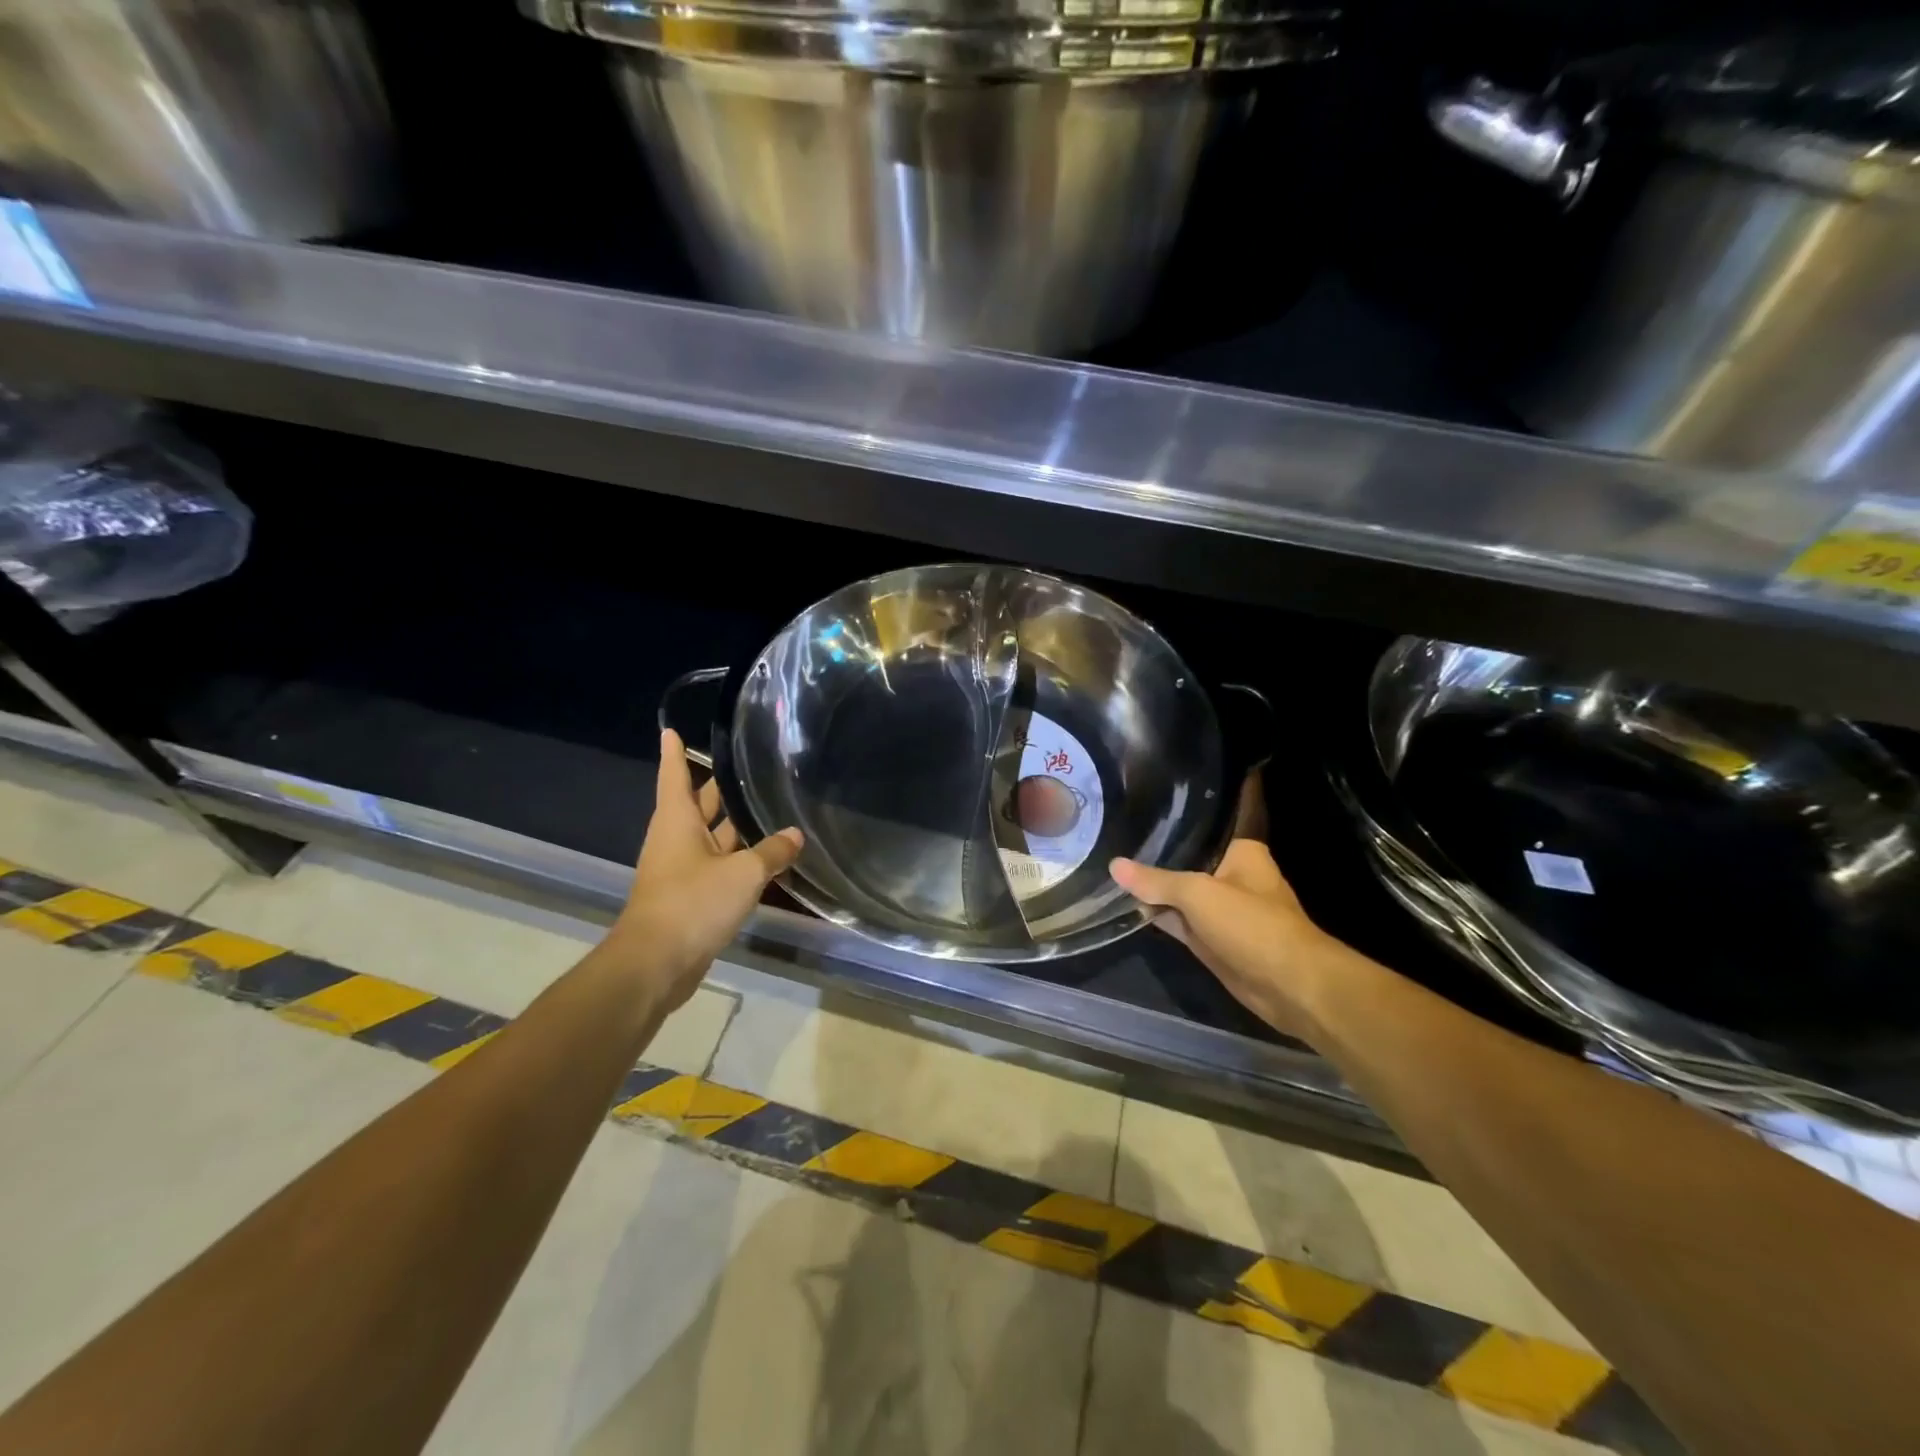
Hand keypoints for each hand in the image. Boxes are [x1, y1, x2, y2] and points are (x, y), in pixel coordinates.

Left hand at [603, 729, 803, 1011]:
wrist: (656, 964)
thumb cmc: (693, 903)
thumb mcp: (743, 873)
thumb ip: (772, 852)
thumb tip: (795, 834)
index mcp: (678, 822)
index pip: (675, 775)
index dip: (675, 753)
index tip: (670, 729)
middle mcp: (676, 840)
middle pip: (697, 805)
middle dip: (718, 787)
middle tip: (747, 766)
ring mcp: (681, 871)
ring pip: (711, 838)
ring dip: (734, 826)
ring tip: (767, 806)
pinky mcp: (690, 898)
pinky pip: (717, 868)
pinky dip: (738, 859)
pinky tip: (766, 858)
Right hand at [1110, 838, 1336, 1041]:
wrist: (1288, 986)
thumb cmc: (1251, 924)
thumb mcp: (1197, 894)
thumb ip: (1156, 880)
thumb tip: (1114, 864)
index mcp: (1243, 853)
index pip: (1204, 828)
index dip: (1172, 822)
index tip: (1138, 812)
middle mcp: (1234, 876)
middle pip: (1188, 861)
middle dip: (1157, 857)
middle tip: (1115, 840)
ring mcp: (1223, 910)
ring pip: (1181, 894)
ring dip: (1155, 890)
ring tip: (1111, 870)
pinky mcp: (1214, 939)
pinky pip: (1180, 921)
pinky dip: (1160, 916)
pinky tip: (1128, 905)